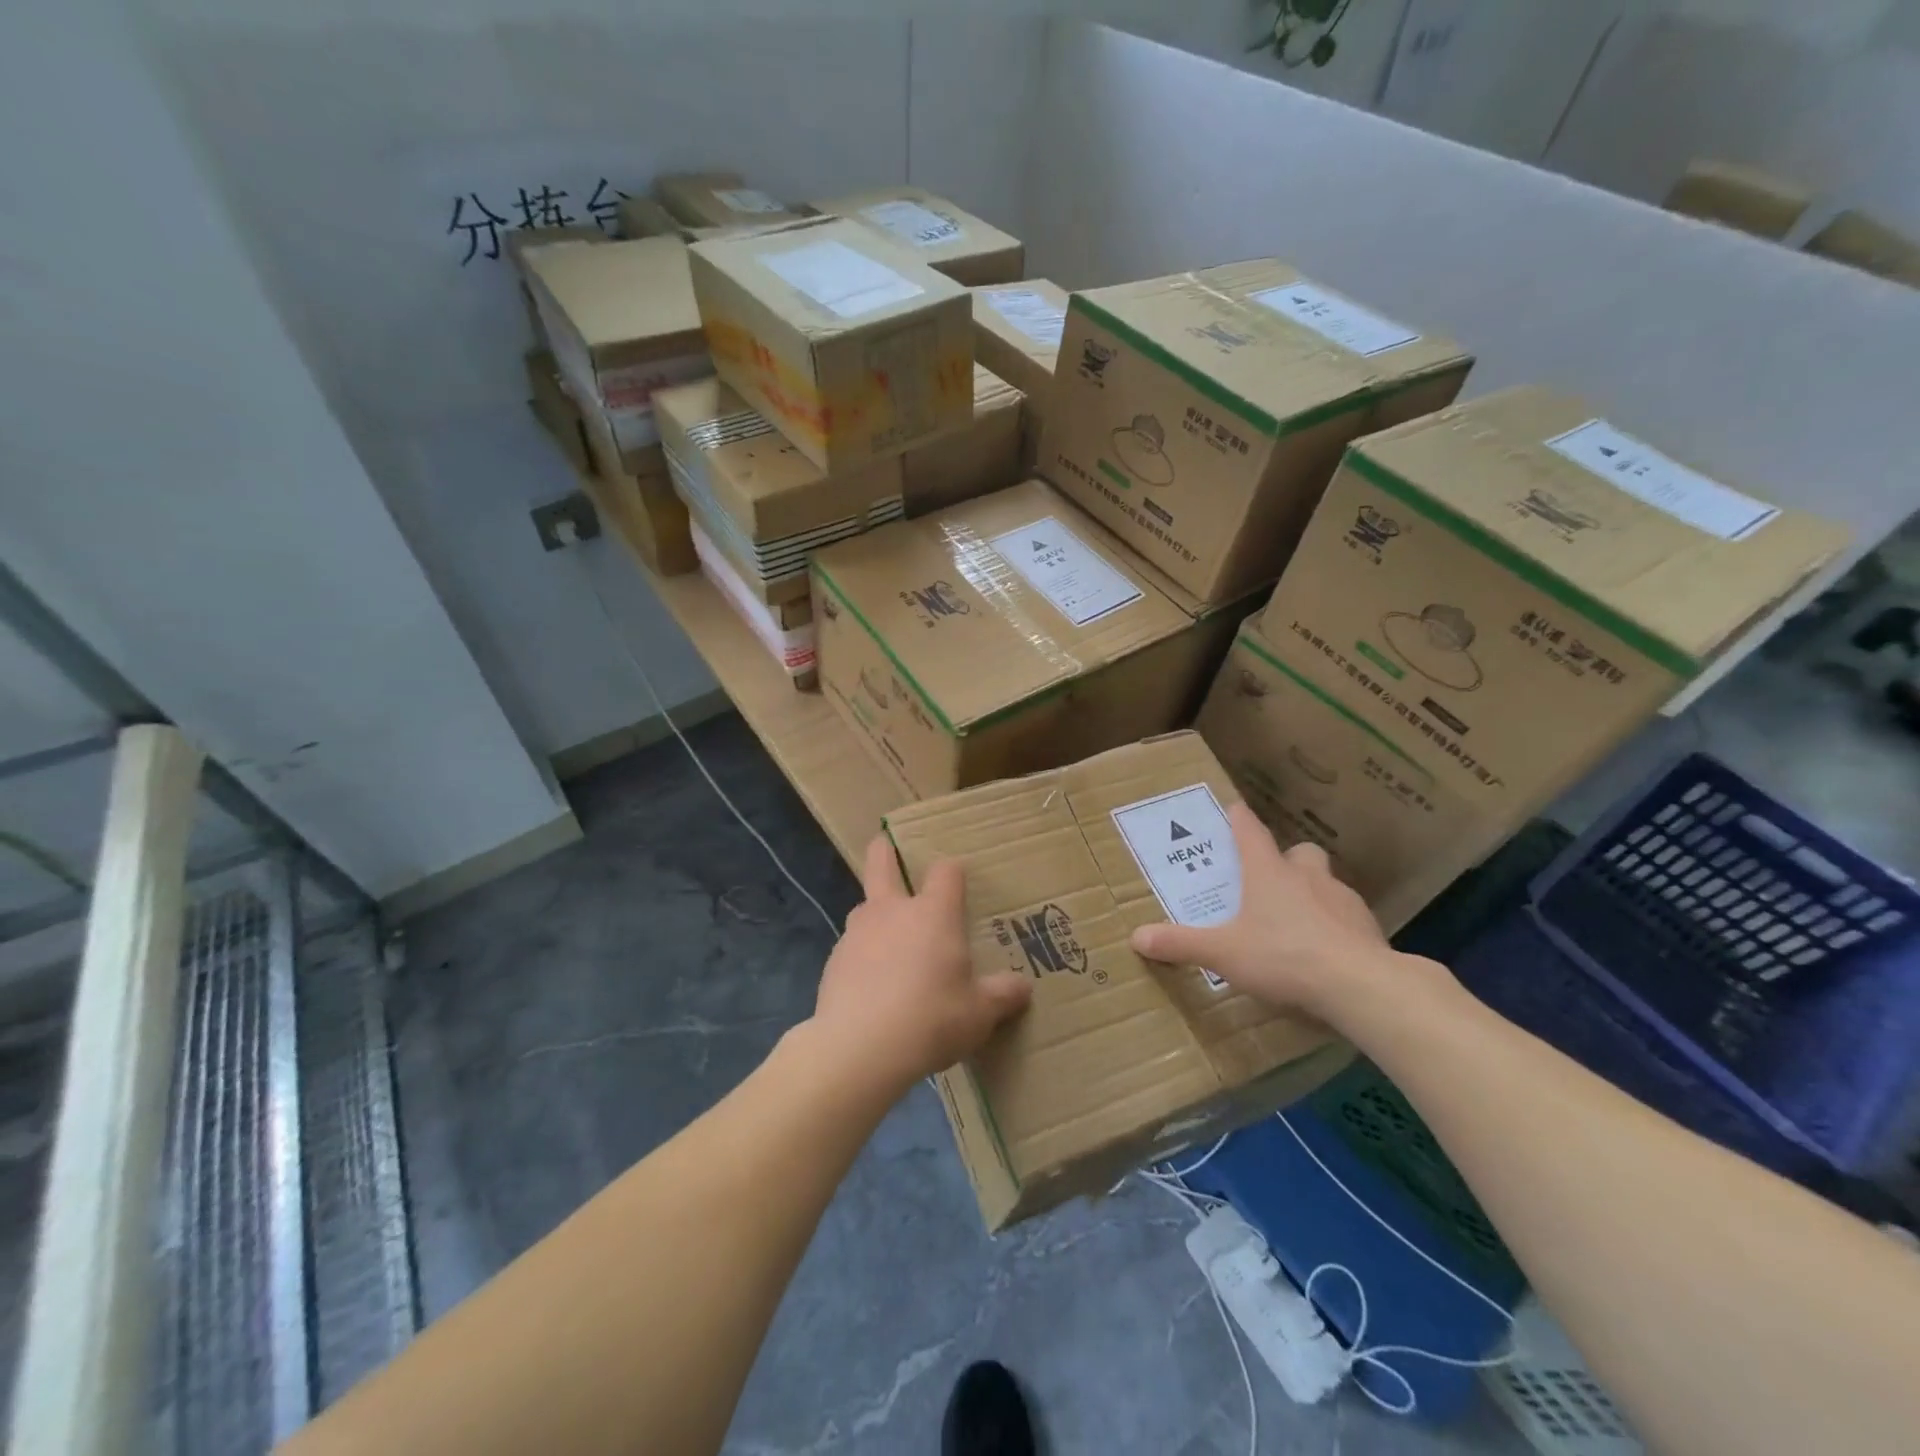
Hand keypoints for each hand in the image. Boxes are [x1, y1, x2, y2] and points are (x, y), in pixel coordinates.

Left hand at [809, 836, 1031, 1095]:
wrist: (858, 1049)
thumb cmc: (931, 1019)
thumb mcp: (979, 1014)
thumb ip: (1001, 996)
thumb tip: (1023, 987)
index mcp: (933, 913)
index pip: (946, 872)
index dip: (953, 871)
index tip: (958, 878)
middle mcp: (892, 911)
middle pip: (881, 864)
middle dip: (884, 852)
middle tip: (885, 845)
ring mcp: (857, 933)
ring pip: (865, 908)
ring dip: (876, 915)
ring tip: (890, 943)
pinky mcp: (834, 961)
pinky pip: (853, 948)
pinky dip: (863, 956)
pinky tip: (872, 986)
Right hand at [1128, 804, 1403, 1020]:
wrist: (1360, 984)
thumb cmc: (1283, 956)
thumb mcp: (1223, 953)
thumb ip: (1181, 944)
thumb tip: (1136, 937)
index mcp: (1268, 872)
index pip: (1250, 832)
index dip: (1240, 819)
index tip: (1235, 807)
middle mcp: (1306, 876)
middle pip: (1299, 852)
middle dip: (1286, 859)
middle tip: (1271, 878)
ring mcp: (1342, 899)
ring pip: (1326, 882)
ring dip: (1312, 892)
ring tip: (1297, 921)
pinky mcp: (1367, 927)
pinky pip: (1347, 917)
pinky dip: (1335, 925)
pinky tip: (1326, 951)